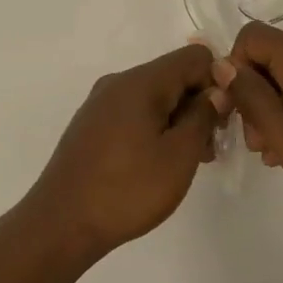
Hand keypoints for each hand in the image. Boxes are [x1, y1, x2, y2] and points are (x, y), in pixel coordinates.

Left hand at [24, 43, 225, 252]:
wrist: (61, 224)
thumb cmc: (127, 190)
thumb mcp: (179, 155)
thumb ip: (204, 116)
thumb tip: (217, 90)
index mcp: (140, 82)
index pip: (195, 57)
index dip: (217, 83)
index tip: (221, 122)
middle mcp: (118, 82)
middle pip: (174, 76)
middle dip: (199, 105)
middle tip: (208, 150)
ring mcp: (101, 104)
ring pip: (155, 97)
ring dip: (178, 121)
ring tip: (185, 163)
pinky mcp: (91, 125)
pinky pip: (134, 113)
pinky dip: (155, 129)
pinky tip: (156, 164)